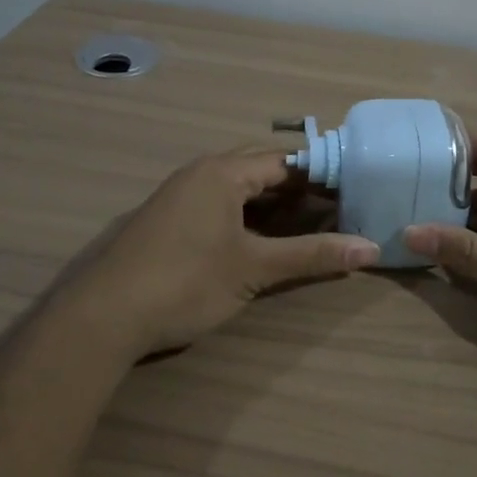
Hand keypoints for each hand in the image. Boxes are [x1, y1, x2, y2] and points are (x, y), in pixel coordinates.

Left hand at [56, 147, 381, 359]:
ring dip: (274, 203)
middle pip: (262, 169)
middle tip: (338, 210)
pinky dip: (248, 216)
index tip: (356, 191)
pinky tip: (264, 240)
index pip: (286, 160)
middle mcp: (201, 172)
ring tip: (311, 225)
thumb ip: (312, 256)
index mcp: (223, 172)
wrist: (105, 315)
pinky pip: (220, 204)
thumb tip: (371, 249)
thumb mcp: (255, 269)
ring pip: (239, 188)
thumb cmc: (186, 282)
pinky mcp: (170, 219)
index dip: (323, 175)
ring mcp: (181, 195)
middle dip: (300, 189)